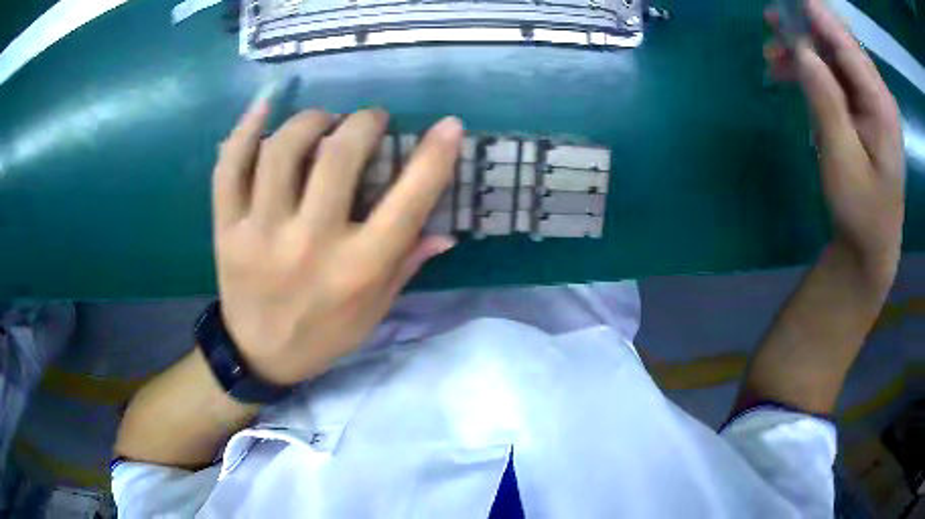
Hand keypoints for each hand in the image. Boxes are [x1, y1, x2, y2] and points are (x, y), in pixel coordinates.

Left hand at [212, 101, 463, 384]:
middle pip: (338, 158)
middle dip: (363, 123)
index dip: (435, 157)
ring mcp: (260, 234)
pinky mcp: (226, 230)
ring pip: (281, 151)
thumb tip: (446, 232)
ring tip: (323, 120)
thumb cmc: (324, 334)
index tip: (449, 126)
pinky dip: (243, 129)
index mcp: (356, 270)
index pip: (407, 203)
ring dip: (310, 121)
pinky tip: (263, 107)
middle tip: (370, 119)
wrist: (259, 355)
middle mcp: (309, 245)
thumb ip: (407, 265)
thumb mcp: (375, 311)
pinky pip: (228, 168)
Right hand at [765, 0, 904, 275]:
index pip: (847, 45)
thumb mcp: (842, 158)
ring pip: (835, 57)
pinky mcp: (862, 111)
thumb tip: (802, 50)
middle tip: (771, 19)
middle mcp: (878, 94)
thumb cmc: (861, 210)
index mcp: (881, 105)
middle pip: (841, 43)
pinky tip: (789, 72)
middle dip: (808, 27)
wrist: (870, 245)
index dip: (818, 15)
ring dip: (804, 49)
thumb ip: (826, 100)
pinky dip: (811, 70)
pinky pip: (835, 76)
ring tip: (771, 53)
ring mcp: (870, 102)